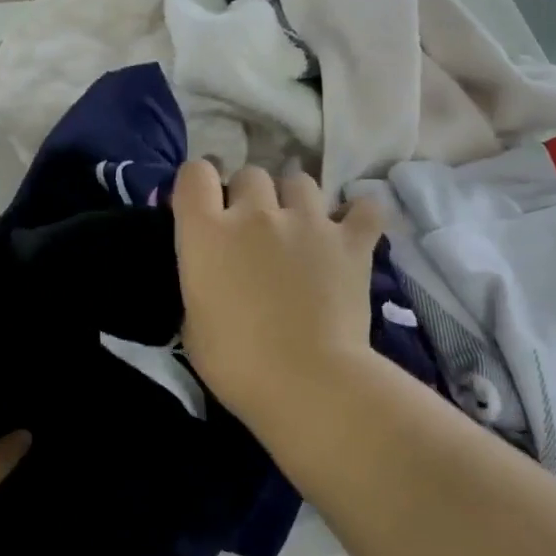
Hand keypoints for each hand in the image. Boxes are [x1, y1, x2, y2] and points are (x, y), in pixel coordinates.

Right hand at [173, 160, 382, 431]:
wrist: (307, 382)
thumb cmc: (236, 362)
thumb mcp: (193, 321)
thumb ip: (200, 280)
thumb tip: (211, 272)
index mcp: (207, 232)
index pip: (194, 174)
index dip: (198, 184)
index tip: (203, 206)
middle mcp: (255, 213)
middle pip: (249, 173)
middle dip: (248, 194)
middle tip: (252, 229)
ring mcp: (308, 221)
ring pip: (299, 181)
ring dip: (294, 199)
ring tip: (299, 228)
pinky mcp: (351, 240)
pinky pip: (362, 207)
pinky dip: (356, 215)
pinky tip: (349, 230)